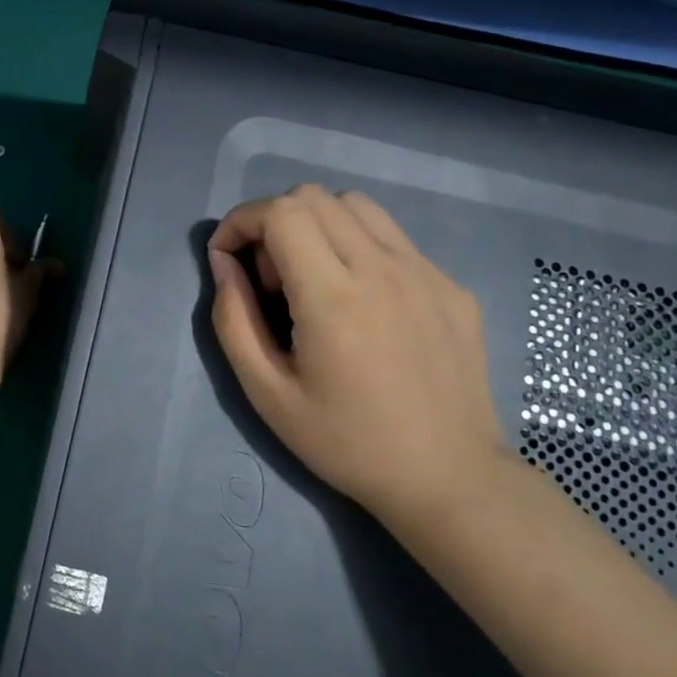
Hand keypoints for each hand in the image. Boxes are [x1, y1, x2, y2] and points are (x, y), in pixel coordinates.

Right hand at [207, 184, 508, 528]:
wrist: (449, 479)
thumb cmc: (346, 442)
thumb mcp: (266, 393)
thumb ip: (233, 320)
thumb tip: (223, 264)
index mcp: (333, 297)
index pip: (280, 212)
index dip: (241, 221)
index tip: (228, 258)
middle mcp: (382, 269)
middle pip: (314, 197)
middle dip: (274, 223)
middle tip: (270, 279)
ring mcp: (426, 272)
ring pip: (357, 206)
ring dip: (318, 225)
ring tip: (314, 279)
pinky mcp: (452, 286)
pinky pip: (394, 239)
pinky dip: (359, 247)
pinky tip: (362, 302)